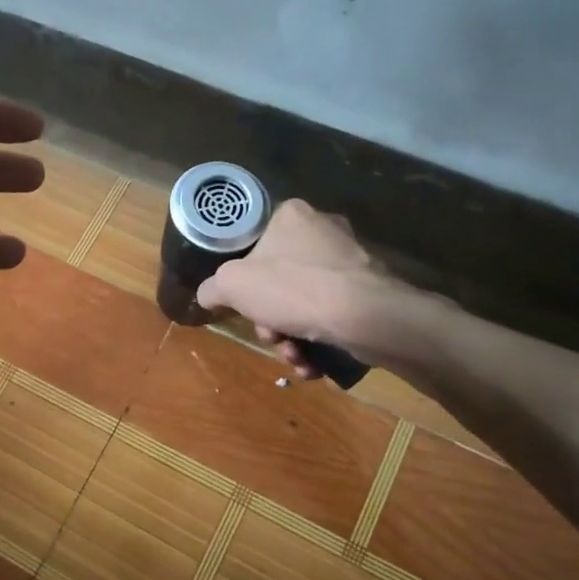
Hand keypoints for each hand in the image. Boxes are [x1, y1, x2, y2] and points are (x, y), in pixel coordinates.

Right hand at [195, 200, 389, 378]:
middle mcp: (323, 230)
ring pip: (304, 302)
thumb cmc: (293, 289)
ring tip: (295, 358)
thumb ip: (212, 288)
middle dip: (271, 319)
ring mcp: (350, 260)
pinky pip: (331, 315)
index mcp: (291, 215)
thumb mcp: (233, 286)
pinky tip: (313, 363)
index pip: (254, 246)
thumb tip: (208, 295)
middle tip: (272, 336)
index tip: (245, 308)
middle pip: (279, 281)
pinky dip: (318, 341)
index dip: (243, 283)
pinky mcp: (370, 290)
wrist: (365, 316)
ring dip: (293, 337)